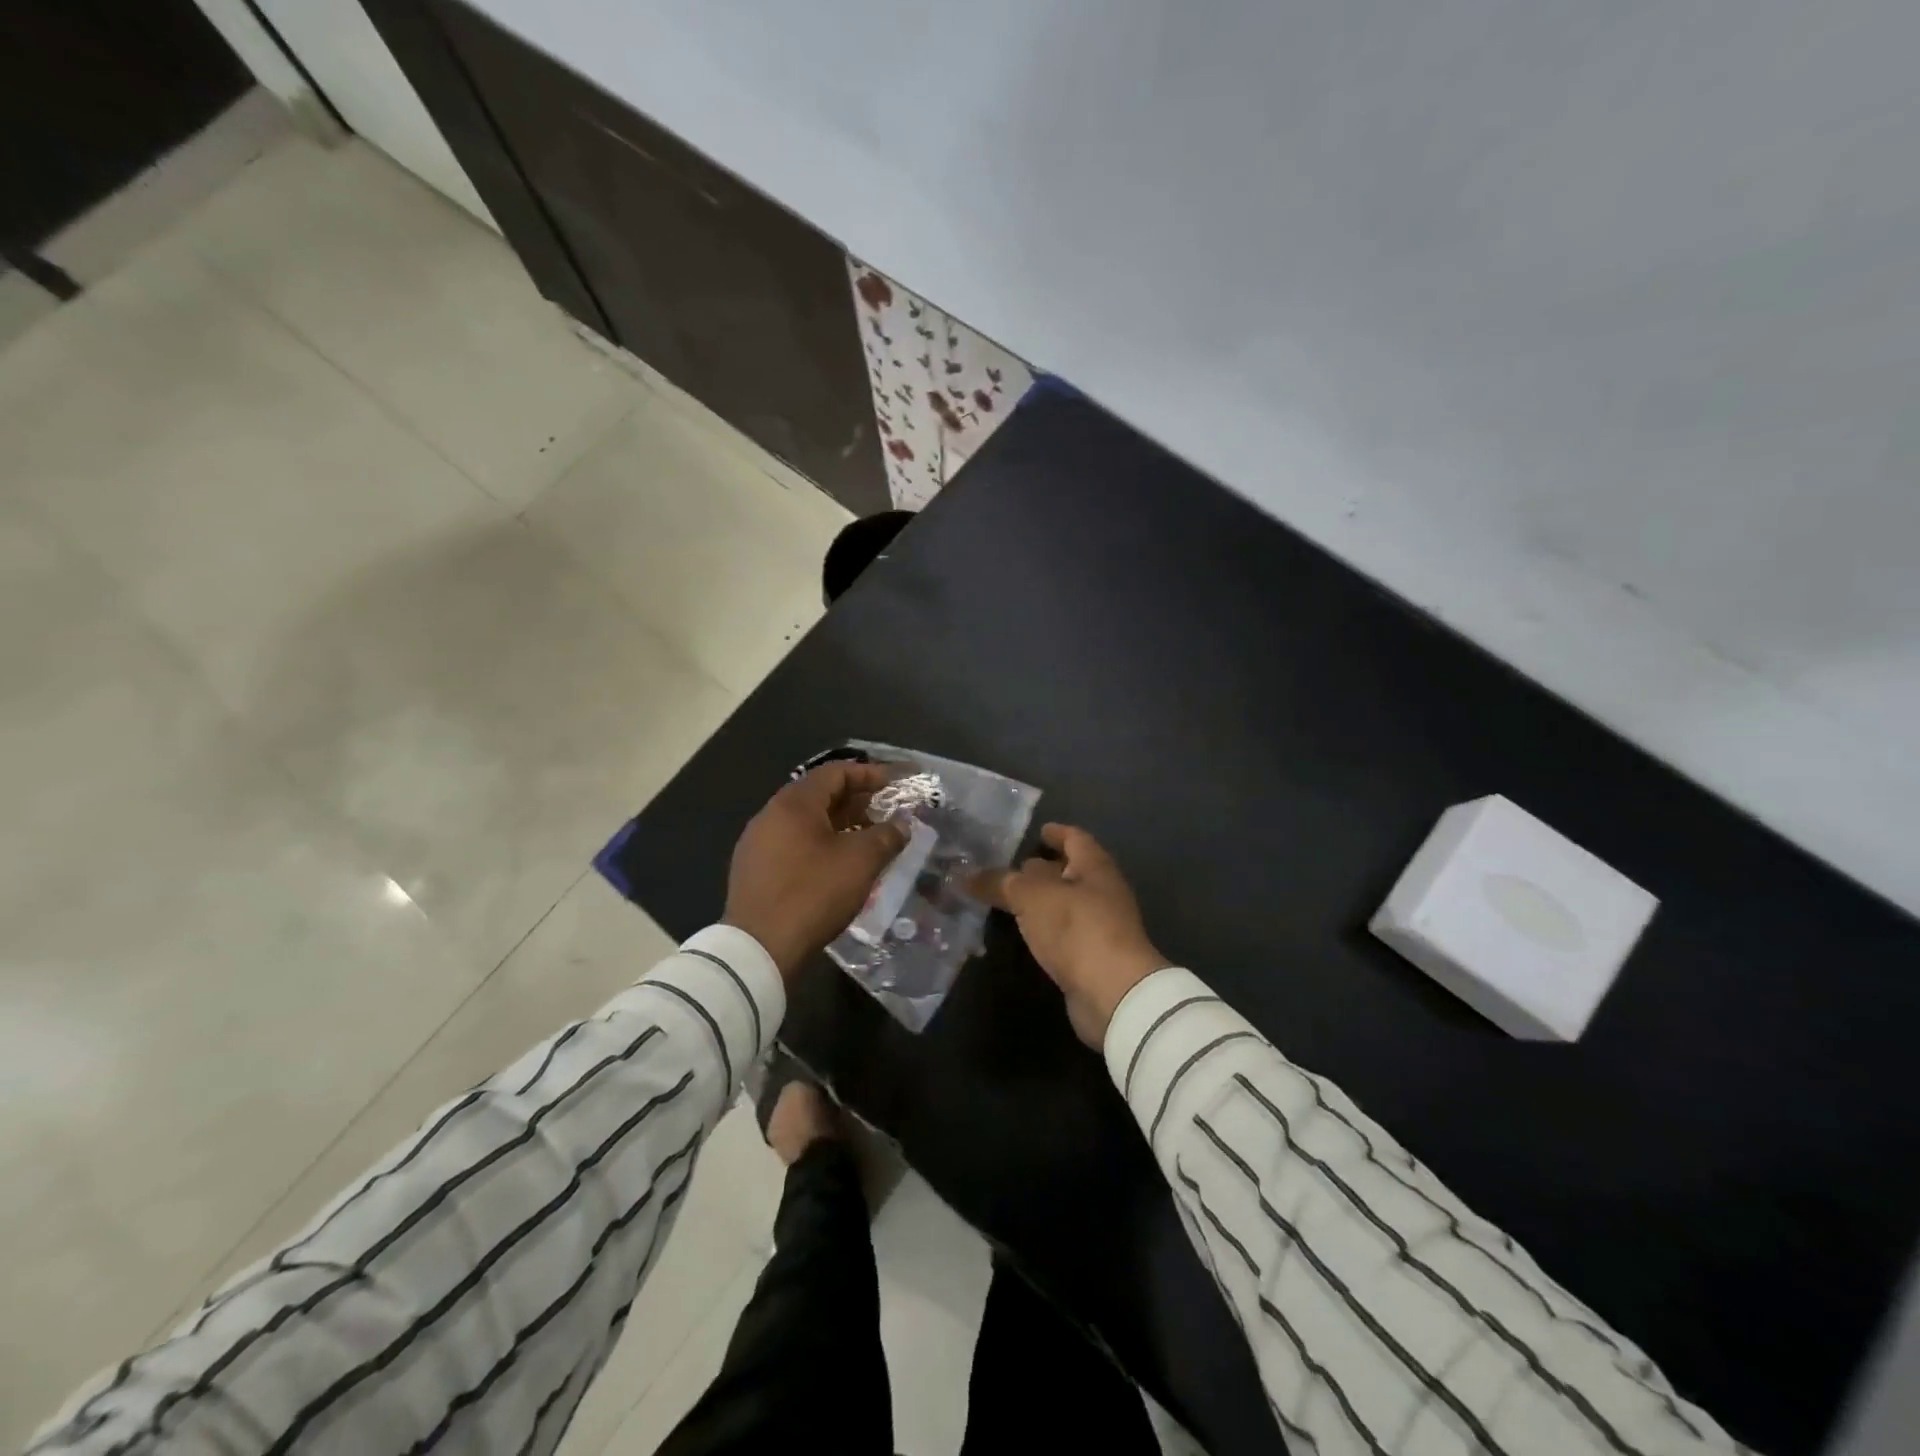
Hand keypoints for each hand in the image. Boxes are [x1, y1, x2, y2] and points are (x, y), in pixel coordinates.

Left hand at [724, 762, 907, 978]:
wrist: (759, 948)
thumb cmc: (813, 894)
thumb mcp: (860, 862)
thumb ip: (886, 836)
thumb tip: (902, 825)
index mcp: (793, 803)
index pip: (835, 772)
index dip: (869, 774)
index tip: (895, 784)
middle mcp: (770, 815)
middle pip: (819, 795)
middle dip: (856, 800)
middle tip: (886, 811)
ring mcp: (757, 843)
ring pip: (805, 822)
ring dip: (839, 824)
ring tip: (868, 839)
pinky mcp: (754, 870)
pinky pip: (793, 844)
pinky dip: (820, 844)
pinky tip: (839, 865)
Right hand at [974, 824, 1168, 1047]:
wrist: (1114, 993)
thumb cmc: (1076, 928)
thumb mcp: (1031, 897)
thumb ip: (1000, 883)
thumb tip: (968, 874)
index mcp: (1095, 867)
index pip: (1076, 838)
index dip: (1057, 833)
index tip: (1037, 831)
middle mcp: (1103, 892)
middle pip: (1072, 871)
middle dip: (1045, 868)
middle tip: (1011, 867)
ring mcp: (1102, 926)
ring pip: (1067, 904)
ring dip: (1043, 901)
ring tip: (1010, 900)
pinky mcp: (1094, 957)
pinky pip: (1065, 932)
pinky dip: (1046, 928)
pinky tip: (1025, 933)